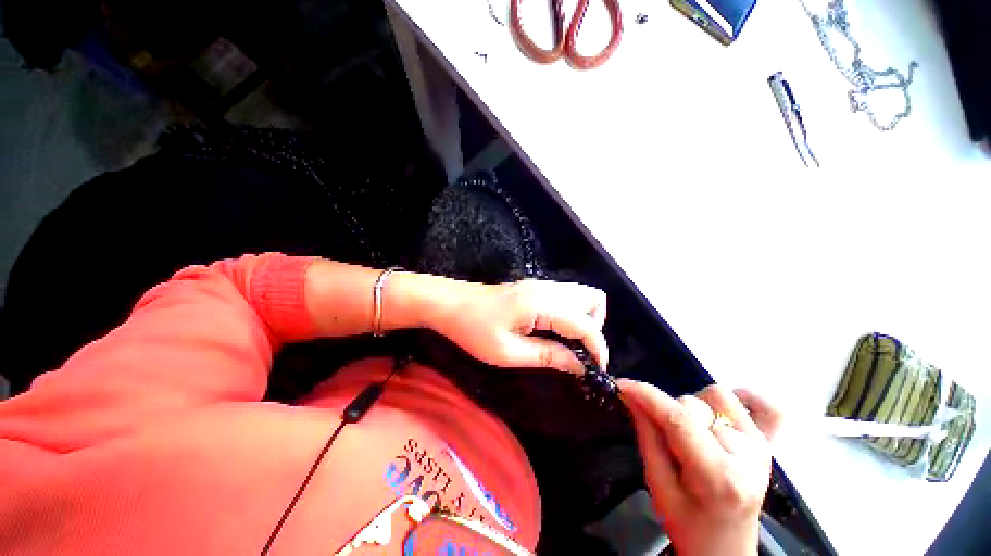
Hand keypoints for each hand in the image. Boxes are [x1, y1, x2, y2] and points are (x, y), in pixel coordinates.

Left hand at [432, 279, 607, 373]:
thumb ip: (548, 356)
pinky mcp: (533, 287)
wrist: (449, 303)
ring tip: (567, 343)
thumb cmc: (473, 329)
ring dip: (584, 319)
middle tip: (578, 351)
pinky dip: (571, 313)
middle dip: (595, 327)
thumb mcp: (508, 352)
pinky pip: (566, 296)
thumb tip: (580, 366)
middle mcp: (548, 289)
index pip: (586, 325)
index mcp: (543, 304)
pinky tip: (553, 331)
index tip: (595, 372)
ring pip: (581, 295)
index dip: (597, 349)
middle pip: (594, 299)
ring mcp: (540, 285)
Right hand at [618, 381, 782, 555]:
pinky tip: (724, 408)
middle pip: (696, 405)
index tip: (621, 385)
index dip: (647, 395)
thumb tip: (630, 395)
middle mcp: (747, 455)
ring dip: (693, 407)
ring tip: (690, 433)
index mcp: (719, 475)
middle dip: (668, 412)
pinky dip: (748, 398)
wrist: (726, 549)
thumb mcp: (658, 486)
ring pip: (717, 396)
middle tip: (664, 437)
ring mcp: (762, 446)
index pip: (679, 419)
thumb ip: (647, 436)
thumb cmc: (688, 525)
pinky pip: (769, 408)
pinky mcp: (769, 444)